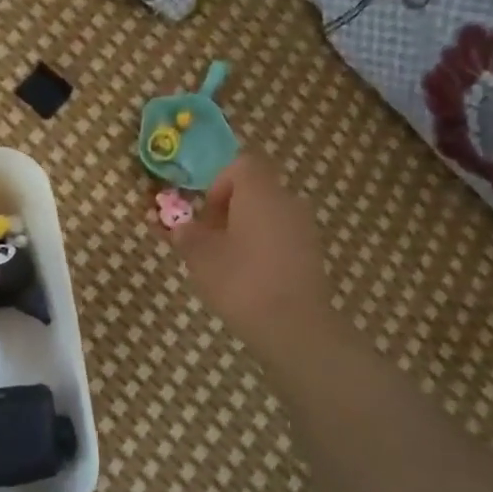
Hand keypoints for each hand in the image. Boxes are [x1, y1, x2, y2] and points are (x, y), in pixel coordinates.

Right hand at [161, 152, 334, 362]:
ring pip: (267, 215)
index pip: (241, 165)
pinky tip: (247, 278)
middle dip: (227, 210)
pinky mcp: (312, 254)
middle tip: (206, 239)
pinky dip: (262, 248)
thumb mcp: (200, 257)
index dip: (218, 183)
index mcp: (259, 193)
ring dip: (244, 230)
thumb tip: (181, 227)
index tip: (204, 213)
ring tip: (223, 262)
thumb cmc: (240, 281)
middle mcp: (287, 201)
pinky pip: (281, 237)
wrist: (293, 326)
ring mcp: (304, 228)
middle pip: (255, 190)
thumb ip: (186, 235)